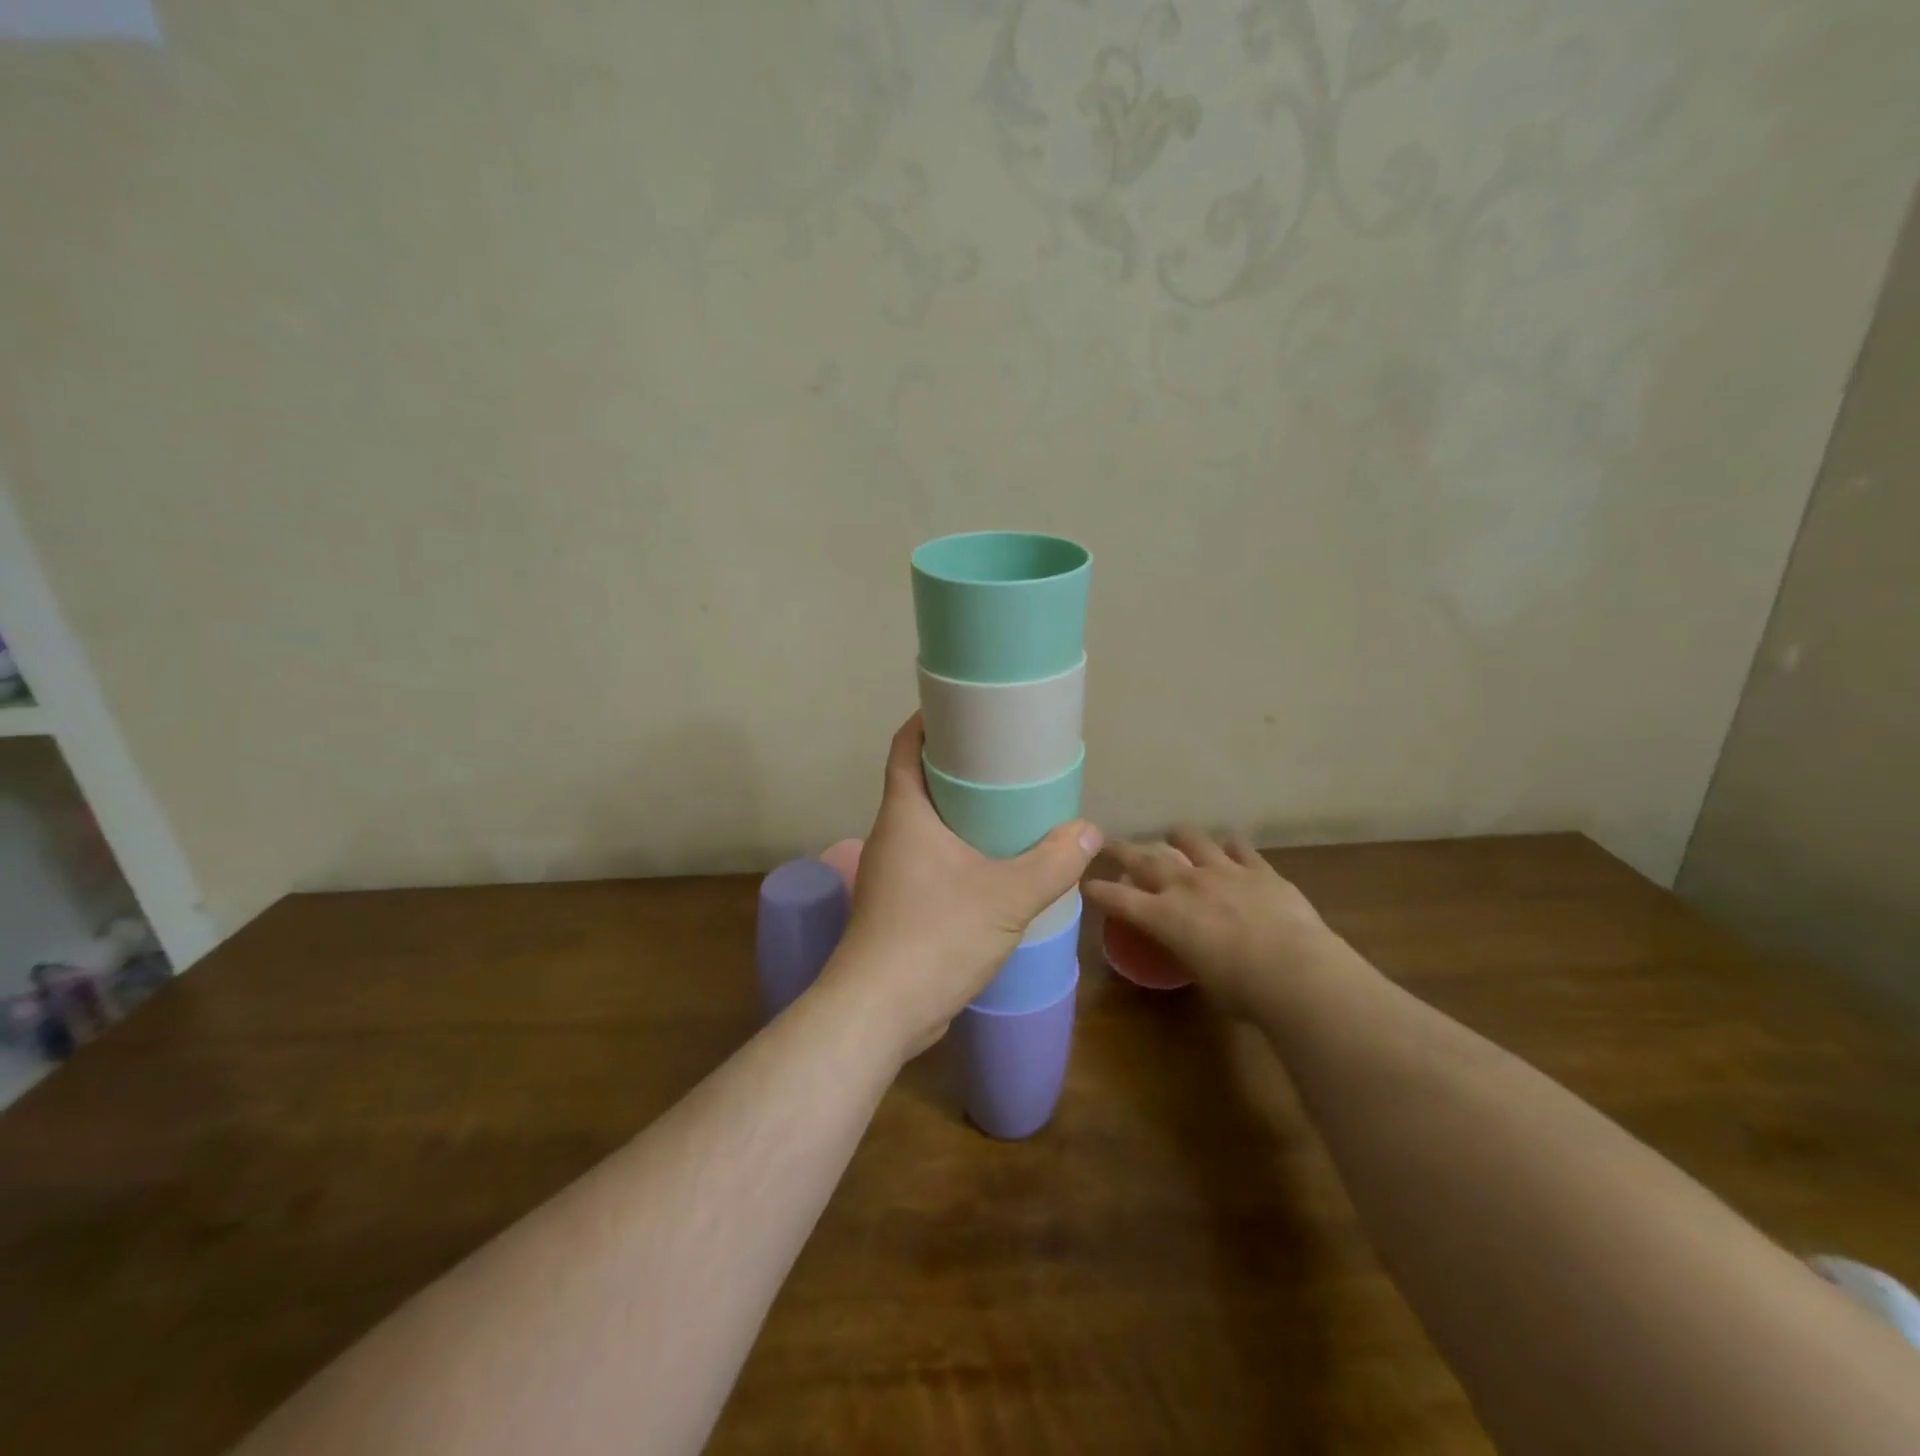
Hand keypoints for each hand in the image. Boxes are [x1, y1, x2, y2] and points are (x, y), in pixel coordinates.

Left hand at [820, 715, 1102, 1058]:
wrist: (879, 1012)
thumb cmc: (934, 937)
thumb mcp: (1006, 897)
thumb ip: (1052, 862)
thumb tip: (1089, 831)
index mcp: (904, 814)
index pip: (905, 748)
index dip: (928, 721)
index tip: (963, 709)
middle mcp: (891, 836)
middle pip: (919, 784)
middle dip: (957, 768)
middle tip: (1005, 761)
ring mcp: (890, 874)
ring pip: (926, 827)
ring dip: (960, 815)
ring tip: (1008, 811)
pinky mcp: (898, 907)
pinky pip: (930, 863)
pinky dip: (958, 853)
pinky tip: (993, 868)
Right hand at [1083, 828, 1353, 1015]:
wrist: (1296, 972)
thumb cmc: (1243, 991)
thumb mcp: (1202, 977)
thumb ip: (1190, 953)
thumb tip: (1192, 949)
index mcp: (1164, 917)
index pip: (1118, 898)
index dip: (1098, 890)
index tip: (1086, 883)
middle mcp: (1186, 885)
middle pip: (1144, 858)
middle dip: (1121, 849)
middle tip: (1107, 841)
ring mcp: (1222, 871)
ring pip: (1190, 840)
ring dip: (1178, 837)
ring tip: (1174, 836)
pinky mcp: (1258, 869)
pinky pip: (1239, 848)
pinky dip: (1230, 848)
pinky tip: (1231, 851)